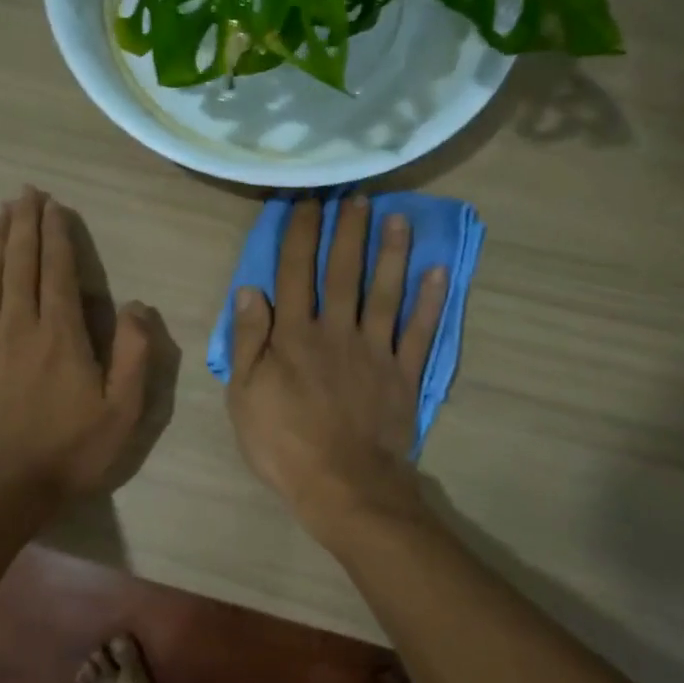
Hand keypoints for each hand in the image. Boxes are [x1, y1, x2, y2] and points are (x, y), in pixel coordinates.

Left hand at [0, 187, 151, 501]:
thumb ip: (135, 354)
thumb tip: (136, 305)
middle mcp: (19, 325)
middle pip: (20, 263)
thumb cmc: (72, 449)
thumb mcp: (124, 410)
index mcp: (61, 334)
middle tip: (25, 193)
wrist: (6, 487)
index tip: (54, 206)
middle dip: (24, 224)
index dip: (57, 235)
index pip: (58, 271)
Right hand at [226, 195, 447, 527]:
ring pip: (385, 292)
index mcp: (294, 336)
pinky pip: (419, 331)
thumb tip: (250, 290)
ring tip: (399, 218)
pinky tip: (438, 272)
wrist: (344, 485)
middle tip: (358, 196)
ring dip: (392, 253)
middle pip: (342, 272)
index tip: (307, 202)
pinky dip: (430, 302)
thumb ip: (248, 341)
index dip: (301, 234)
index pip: (295, 273)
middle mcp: (337, 331)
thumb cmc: (284, 443)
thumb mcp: (245, 396)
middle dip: (349, 231)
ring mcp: (375, 351)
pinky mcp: (404, 374)